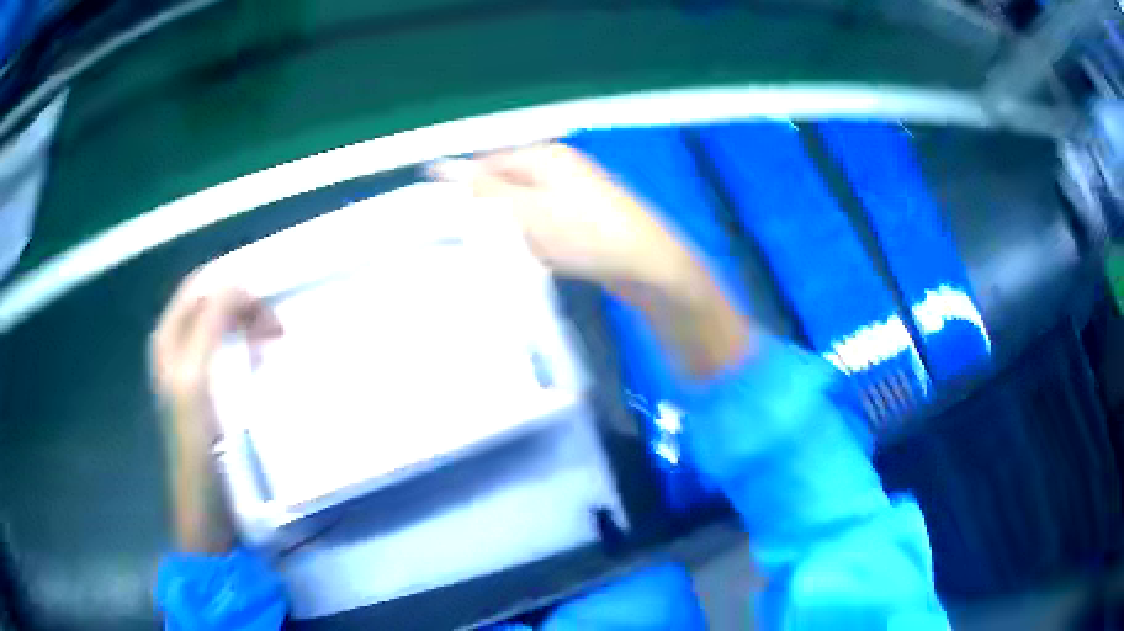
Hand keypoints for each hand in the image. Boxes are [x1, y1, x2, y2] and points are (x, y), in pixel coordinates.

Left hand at [150, 273, 282, 444]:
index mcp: (168, 334)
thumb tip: (239, 284)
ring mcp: (192, 365)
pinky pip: (230, 348)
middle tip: (276, 328)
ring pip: (223, 324)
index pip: (201, 285)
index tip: (268, 297)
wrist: (204, 494)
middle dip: (244, 306)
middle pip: (213, 302)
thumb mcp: (196, 374)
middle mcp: (177, 343)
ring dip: (249, 325)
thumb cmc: (195, 436)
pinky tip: (261, 362)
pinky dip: (248, 345)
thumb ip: (210, 323)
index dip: (232, 284)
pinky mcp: (209, 387)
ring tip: (272, 343)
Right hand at [430, 143, 697, 292]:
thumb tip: (446, 171)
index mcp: (545, 156)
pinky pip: (543, 223)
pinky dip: (530, 238)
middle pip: (506, 184)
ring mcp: (573, 193)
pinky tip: (526, 256)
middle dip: (486, 210)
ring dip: (507, 227)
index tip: (443, 220)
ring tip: (495, 251)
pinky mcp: (582, 219)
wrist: (647, 266)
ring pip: (523, 207)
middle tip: (468, 240)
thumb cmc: (587, 235)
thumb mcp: (528, 213)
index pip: (488, 163)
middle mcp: (558, 168)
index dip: (464, 189)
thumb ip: (486, 193)